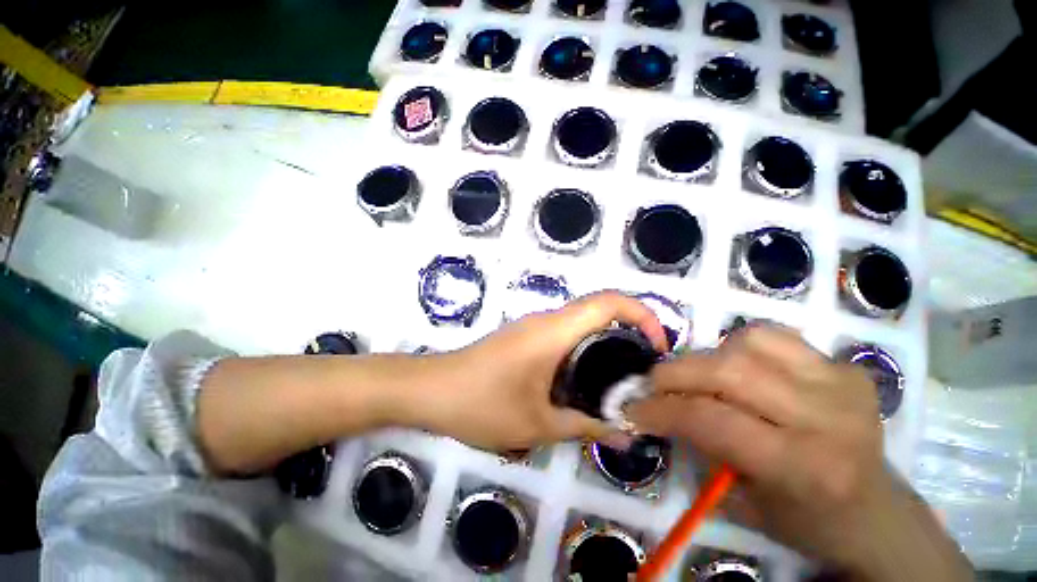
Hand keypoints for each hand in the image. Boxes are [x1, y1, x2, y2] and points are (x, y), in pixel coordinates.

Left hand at [414, 291, 667, 452]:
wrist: (432, 389)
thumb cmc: (480, 403)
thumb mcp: (536, 424)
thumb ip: (585, 426)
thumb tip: (626, 434)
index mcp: (553, 331)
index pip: (608, 302)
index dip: (641, 314)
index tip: (657, 347)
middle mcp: (546, 320)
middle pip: (599, 310)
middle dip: (629, 333)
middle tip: (643, 373)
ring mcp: (533, 327)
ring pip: (581, 324)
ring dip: (605, 344)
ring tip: (620, 383)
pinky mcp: (524, 338)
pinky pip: (564, 335)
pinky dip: (584, 351)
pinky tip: (584, 383)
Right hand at [627, 325, 971, 580]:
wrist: (875, 512)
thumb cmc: (804, 520)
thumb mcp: (740, 501)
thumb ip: (698, 447)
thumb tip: (657, 406)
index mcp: (804, 467)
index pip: (712, 420)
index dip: (661, 409)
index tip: (633, 409)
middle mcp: (827, 418)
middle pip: (728, 372)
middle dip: (675, 374)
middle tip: (654, 385)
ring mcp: (841, 384)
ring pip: (748, 343)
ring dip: (708, 358)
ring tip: (700, 378)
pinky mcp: (845, 367)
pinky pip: (775, 337)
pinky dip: (741, 345)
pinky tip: (740, 367)